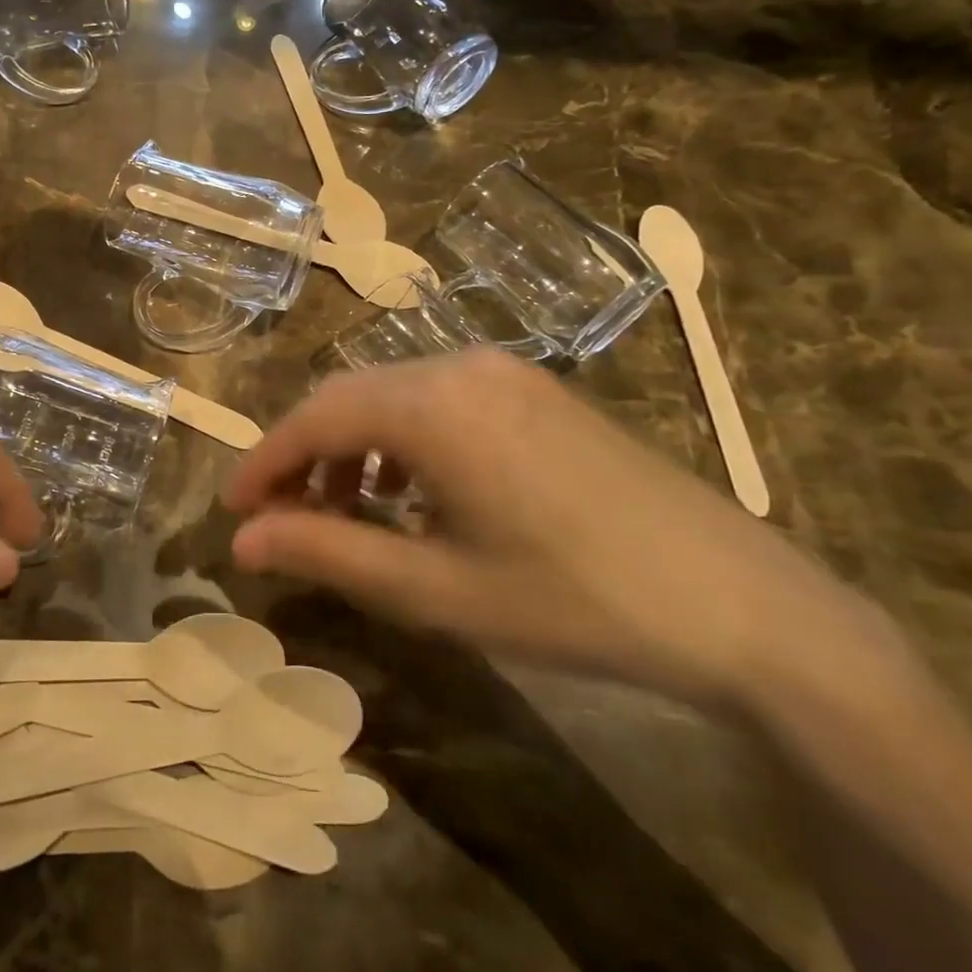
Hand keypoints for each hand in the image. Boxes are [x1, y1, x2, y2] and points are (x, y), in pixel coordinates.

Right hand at [227, 349, 884, 711]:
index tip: (231, 511)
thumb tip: (243, 542)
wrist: (741, 605)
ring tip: (342, 513)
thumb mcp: (435, 588)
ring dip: (350, 447)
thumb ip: (328, 552)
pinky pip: (436, 399)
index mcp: (430, 405)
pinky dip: (399, 439)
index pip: (312, 419)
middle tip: (277, 518)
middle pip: (346, 397)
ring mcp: (503, 372)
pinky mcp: (533, 390)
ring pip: (390, 395)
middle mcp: (458, 366)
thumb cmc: (573, 601)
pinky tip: (409, 492)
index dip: (261, 463)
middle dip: (300, 455)